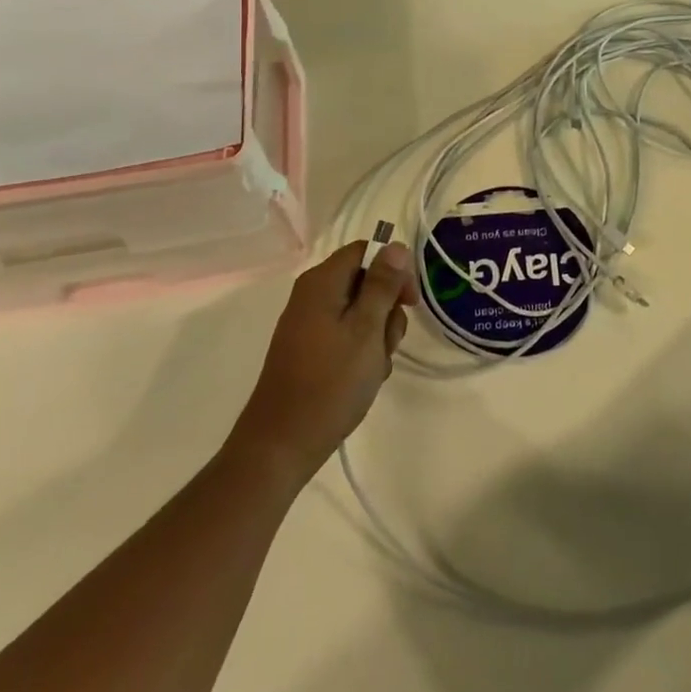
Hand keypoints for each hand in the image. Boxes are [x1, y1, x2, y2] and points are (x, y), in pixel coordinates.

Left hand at [235, 240, 415, 480]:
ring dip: (377, 336)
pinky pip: (346, 336)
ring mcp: (309, 324)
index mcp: (322, 282)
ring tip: (374, 367)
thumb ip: (382, 285)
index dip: (393, 270)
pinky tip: (364, 378)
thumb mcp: (366, 329)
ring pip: (360, 313)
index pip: (366, 251)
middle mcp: (312, 295)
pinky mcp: (309, 350)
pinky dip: (361, 352)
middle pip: (365, 282)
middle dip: (386, 310)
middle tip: (388, 342)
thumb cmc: (330, 382)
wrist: (281, 445)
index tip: (409, 302)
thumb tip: (395, 246)